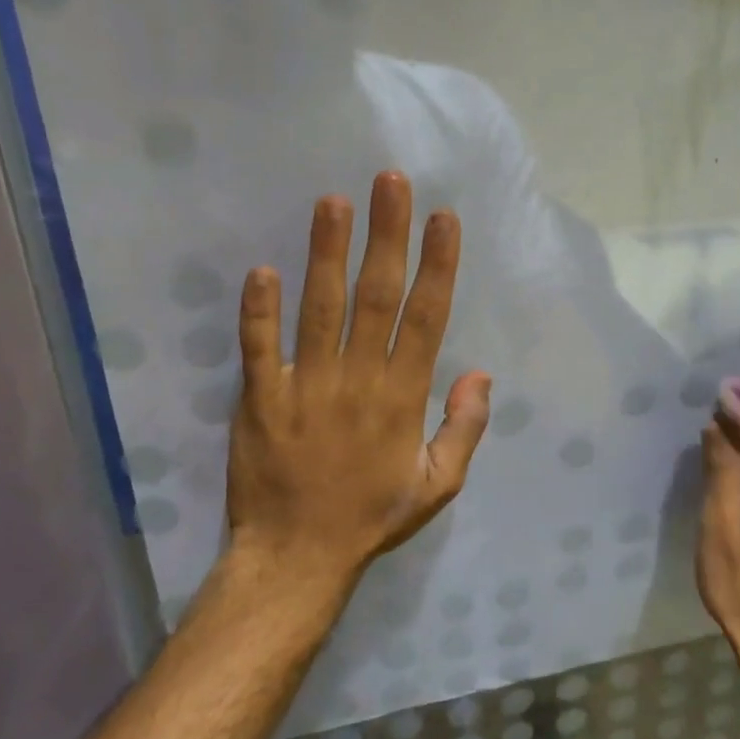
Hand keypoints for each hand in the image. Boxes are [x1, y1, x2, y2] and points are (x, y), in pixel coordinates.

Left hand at [223, 172, 492, 600]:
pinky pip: (258, 347)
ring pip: (319, 307)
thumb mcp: (440, 485)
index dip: (437, 264)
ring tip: (333, 202)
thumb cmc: (372, 517)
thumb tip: (481, 373)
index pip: (426, 317)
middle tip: (389, 182)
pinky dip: (259, 309)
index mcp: (402, 397)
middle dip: (386, 235)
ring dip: (327, 252)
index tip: (443, 218)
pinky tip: (262, 268)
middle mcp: (358, 380)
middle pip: (376, 295)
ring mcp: (305, 386)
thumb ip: (466, 428)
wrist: (296, 556)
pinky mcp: (259, 398)